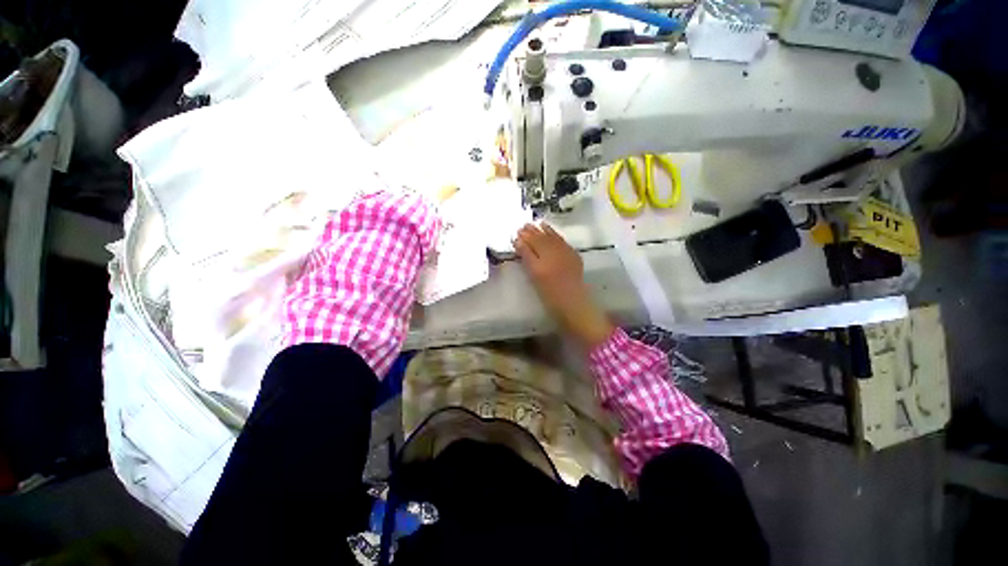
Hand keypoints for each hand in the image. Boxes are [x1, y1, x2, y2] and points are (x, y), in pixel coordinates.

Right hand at [514, 223, 614, 349]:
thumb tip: (519, 243)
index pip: (529, 246)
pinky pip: (561, 240)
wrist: (573, 303)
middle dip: (531, 232)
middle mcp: (552, 256)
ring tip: (535, 224)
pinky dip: (554, 233)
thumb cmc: (550, 296)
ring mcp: (564, 254)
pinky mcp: (572, 255)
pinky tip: (549, 230)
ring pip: (551, 237)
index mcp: (540, 265)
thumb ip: (527, 259)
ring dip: (542, 230)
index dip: (523, 239)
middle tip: (523, 226)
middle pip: (540, 240)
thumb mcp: (534, 278)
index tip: (516, 234)